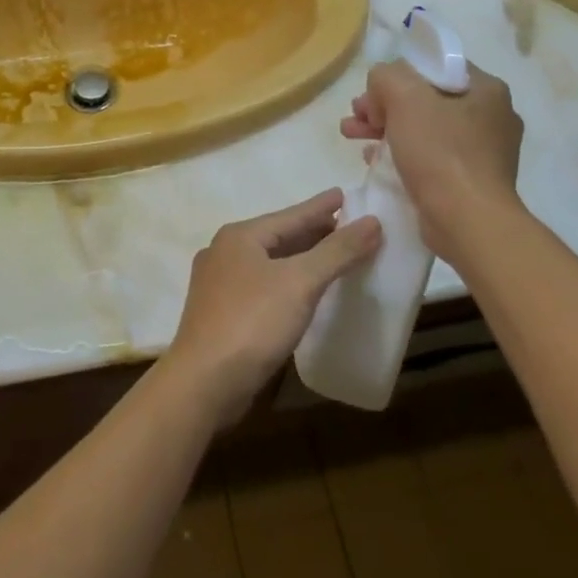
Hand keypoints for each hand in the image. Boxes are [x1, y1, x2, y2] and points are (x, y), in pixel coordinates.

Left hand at [164, 191, 380, 426]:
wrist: (203, 383)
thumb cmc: (252, 323)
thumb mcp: (300, 283)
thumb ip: (337, 252)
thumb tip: (373, 222)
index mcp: (239, 237)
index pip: (290, 215)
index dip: (320, 207)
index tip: (344, 194)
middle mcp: (224, 253)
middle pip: (278, 237)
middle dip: (312, 233)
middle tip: (346, 227)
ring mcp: (218, 284)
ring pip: (269, 263)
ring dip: (300, 259)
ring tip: (330, 256)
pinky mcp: (221, 314)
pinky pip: (262, 287)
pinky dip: (286, 283)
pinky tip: (301, 294)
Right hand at [340, 60, 524, 262]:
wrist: (468, 223)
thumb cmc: (440, 152)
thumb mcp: (404, 97)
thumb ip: (386, 76)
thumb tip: (382, 87)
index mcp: (486, 90)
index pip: (434, 67)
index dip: (397, 75)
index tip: (371, 93)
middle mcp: (491, 116)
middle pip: (425, 99)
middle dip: (384, 105)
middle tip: (355, 115)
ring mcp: (483, 152)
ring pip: (424, 128)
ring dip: (386, 128)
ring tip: (351, 135)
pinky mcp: (470, 181)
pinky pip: (429, 156)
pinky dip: (401, 153)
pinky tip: (373, 159)